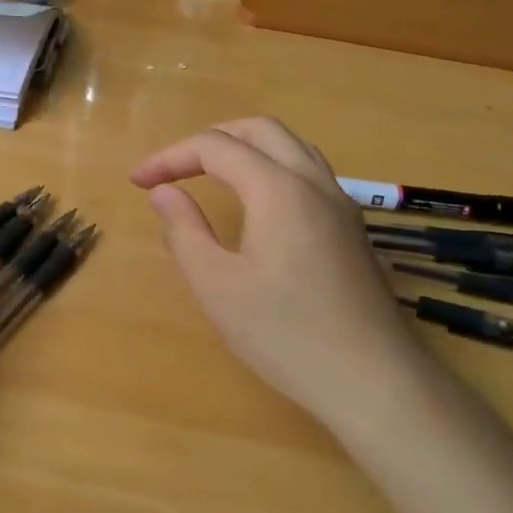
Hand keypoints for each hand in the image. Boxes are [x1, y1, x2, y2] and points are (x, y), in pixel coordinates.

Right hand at [130, 117, 440, 432]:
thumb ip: (184, 230)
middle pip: (259, 130)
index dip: (170, 157)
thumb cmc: (285, 334)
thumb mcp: (216, 286)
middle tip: (175, 168)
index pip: (215, 146)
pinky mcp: (352, 228)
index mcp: (278, 189)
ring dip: (245, 147)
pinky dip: (272, 167)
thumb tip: (163, 192)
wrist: (374, 382)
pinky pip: (308, 172)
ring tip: (210, 175)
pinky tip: (257, 204)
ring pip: (291, 146)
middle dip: (210, 139)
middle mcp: (314, 182)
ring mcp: (340, 204)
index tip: (138, 183)